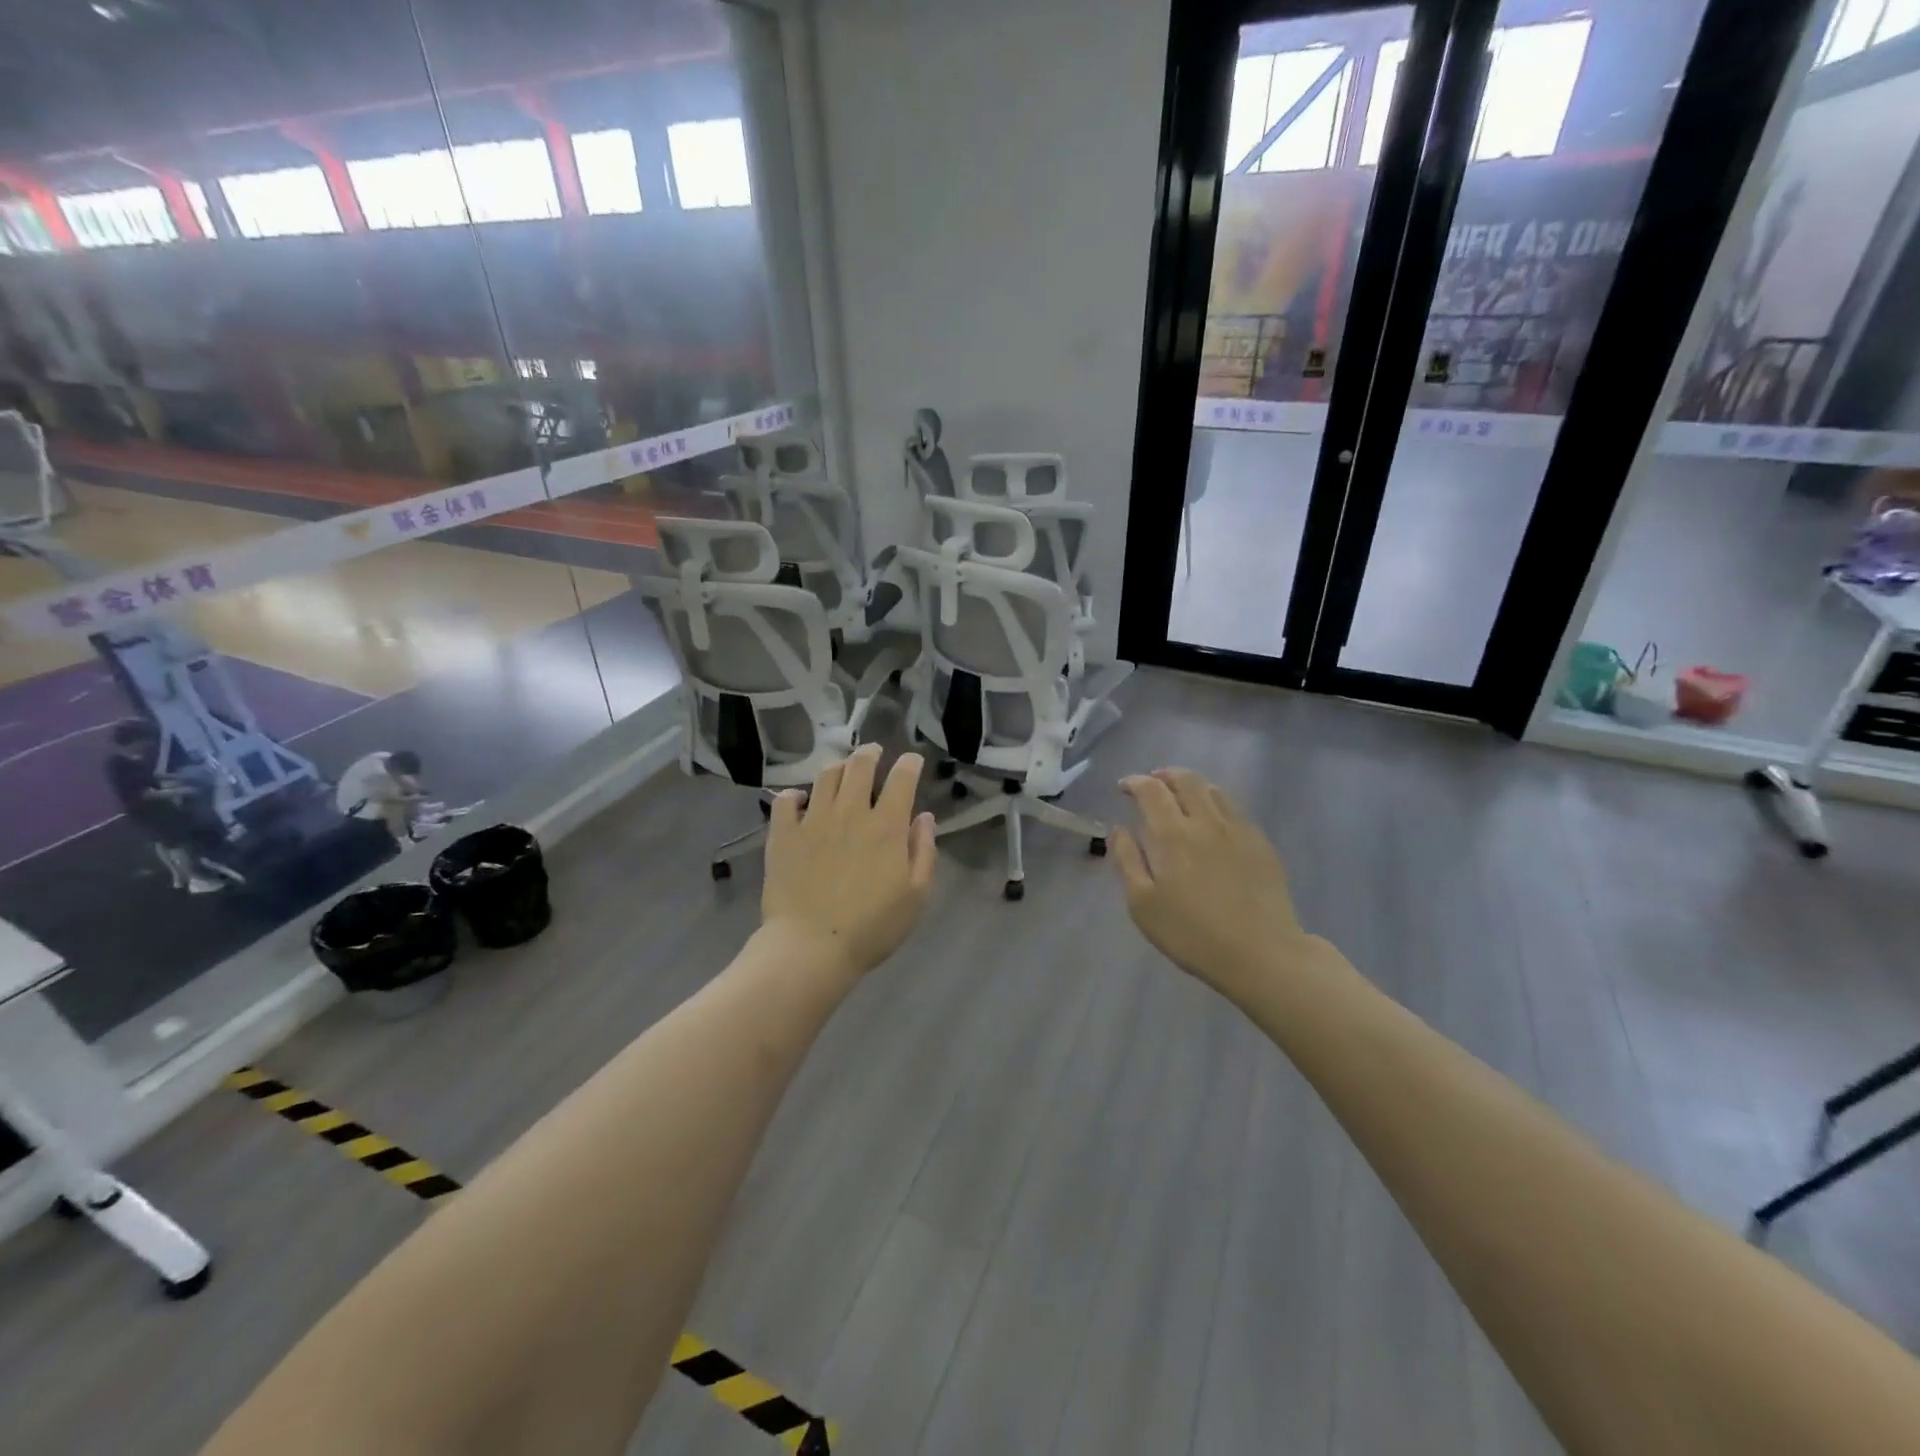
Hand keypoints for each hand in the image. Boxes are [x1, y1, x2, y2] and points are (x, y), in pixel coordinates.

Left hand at [762, 745, 937, 982]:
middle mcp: (850, 812)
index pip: (901, 779)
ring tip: (841, 769)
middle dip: (870, 753)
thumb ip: (923, 851)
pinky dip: (794, 795)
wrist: (811, 947)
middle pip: (859, 766)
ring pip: (825, 776)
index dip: (909, 764)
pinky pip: (785, 801)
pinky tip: (799, 800)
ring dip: (837, 766)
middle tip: (874, 752)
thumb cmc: (872, 927)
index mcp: (886, 826)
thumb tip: (924, 817)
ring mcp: (813, 820)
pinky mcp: (783, 834)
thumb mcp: (916, 895)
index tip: (912, 761)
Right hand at [1111, 768, 1320, 996]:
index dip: (1134, 782)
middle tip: (1152, 783)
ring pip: (1213, 790)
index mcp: (1173, 835)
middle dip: (1164, 775)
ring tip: (1181, 796)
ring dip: (1191, 785)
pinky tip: (1212, 822)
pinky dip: (1215, 803)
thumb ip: (1127, 860)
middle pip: (1185, 780)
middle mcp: (1206, 822)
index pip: (1151, 790)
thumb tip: (1118, 829)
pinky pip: (1234, 809)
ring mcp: (1238, 830)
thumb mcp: (1143, 904)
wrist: (1260, 953)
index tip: (1124, 787)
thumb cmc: (1192, 933)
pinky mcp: (1260, 843)